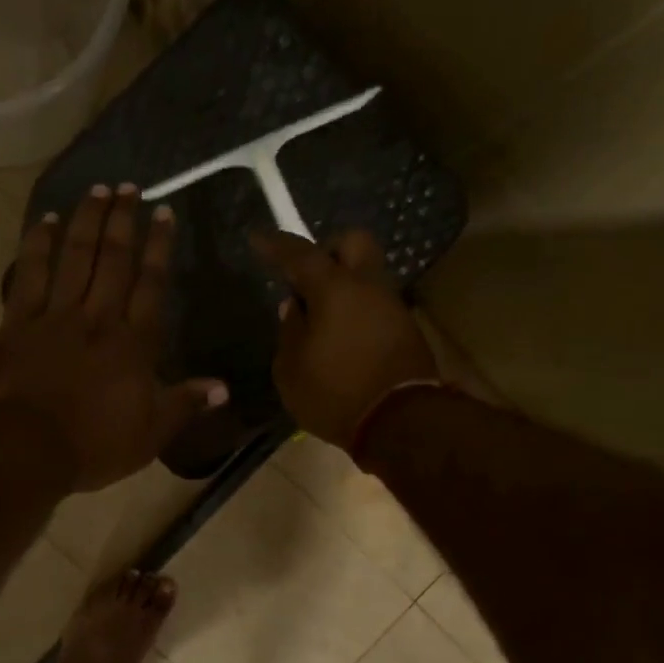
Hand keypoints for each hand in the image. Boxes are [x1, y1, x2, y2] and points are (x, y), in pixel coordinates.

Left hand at [0, 184, 227, 490]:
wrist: (27, 449)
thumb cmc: (95, 445)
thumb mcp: (151, 433)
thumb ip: (186, 404)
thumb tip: (223, 388)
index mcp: (134, 342)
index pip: (152, 283)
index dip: (159, 246)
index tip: (164, 212)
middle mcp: (98, 317)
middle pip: (114, 259)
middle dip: (124, 220)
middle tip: (129, 188)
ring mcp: (56, 315)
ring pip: (75, 256)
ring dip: (88, 220)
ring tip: (97, 190)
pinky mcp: (18, 322)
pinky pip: (30, 274)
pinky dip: (39, 244)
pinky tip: (48, 220)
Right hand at [250, 229, 438, 446]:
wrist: (401, 423)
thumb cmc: (335, 394)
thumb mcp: (291, 370)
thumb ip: (289, 331)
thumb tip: (294, 308)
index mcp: (334, 289)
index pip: (300, 254)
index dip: (276, 245)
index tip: (258, 239)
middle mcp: (368, 287)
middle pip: (353, 242)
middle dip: (328, 250)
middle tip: (307, 277)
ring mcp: (392, 306)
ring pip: (367, 275)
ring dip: (344, 285)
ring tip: (321, 317)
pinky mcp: (406, 330)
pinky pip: (375, 304)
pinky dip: (357, 309)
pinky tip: (342, 336)